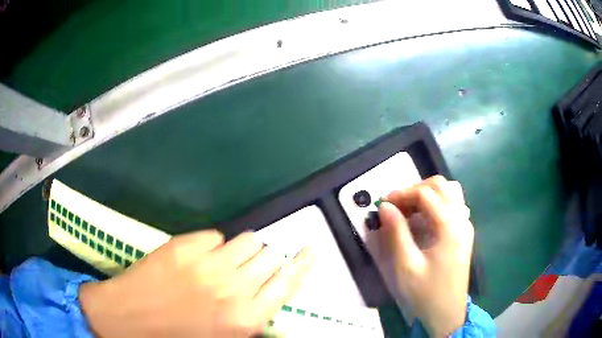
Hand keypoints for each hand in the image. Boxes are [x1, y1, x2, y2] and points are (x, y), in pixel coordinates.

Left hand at [80, 230, 314, 336]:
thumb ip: (250, 317)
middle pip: (268, 257)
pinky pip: (215, 236)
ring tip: (226, 262)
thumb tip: (265, 293)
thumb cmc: (177, 336)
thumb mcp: (223, 336)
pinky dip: (214, 246)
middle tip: (250, 270)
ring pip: (245, 240)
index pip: (287, 281)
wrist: (128, 318)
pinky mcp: (183, 246)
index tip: (311, 249)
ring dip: (242, 251)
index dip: (302, 264)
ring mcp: (206, 263)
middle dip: (264, 261)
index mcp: (244, 318)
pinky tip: (199, 259)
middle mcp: (232, 288)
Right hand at [366, 176, 473, 336]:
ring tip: (410, 209)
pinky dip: (438, 203)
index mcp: (449, 226)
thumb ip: (396, 232)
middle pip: (440, 185)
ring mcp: (465, 225)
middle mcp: (461, 219)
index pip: (425, 194)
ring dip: (428, 194)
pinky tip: (426, 219)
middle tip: (396, 205)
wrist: (446, 313)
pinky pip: (454, 205)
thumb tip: (385, 206)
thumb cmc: (425, 292)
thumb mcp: (405, 266)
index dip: (402, 193)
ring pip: (450, 192)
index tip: (383, 203)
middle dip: (415, 189)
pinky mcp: (464, 233)